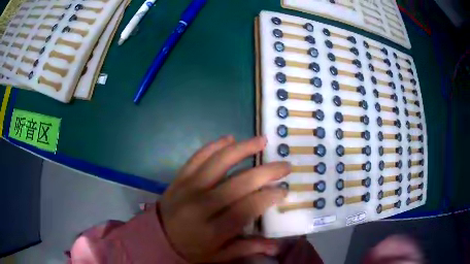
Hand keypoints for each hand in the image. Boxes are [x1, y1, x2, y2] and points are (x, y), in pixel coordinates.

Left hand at [159, 135, 290, 262]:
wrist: (158, 237)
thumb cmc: (191, 249)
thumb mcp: (219, 256)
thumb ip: (247, 248)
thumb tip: (277, 246)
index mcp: (212, 230)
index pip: (246, 209)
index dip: (268, 197)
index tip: (284, 189)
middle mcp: (201, 206)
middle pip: (238, 183)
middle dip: (266, 172)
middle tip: (284, 165)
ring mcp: (188, 188)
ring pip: (218, 162)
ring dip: (242, 149)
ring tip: (262, 141)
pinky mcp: (179, 178)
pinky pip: (197, 157)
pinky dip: (213, 145)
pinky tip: (229, 138)